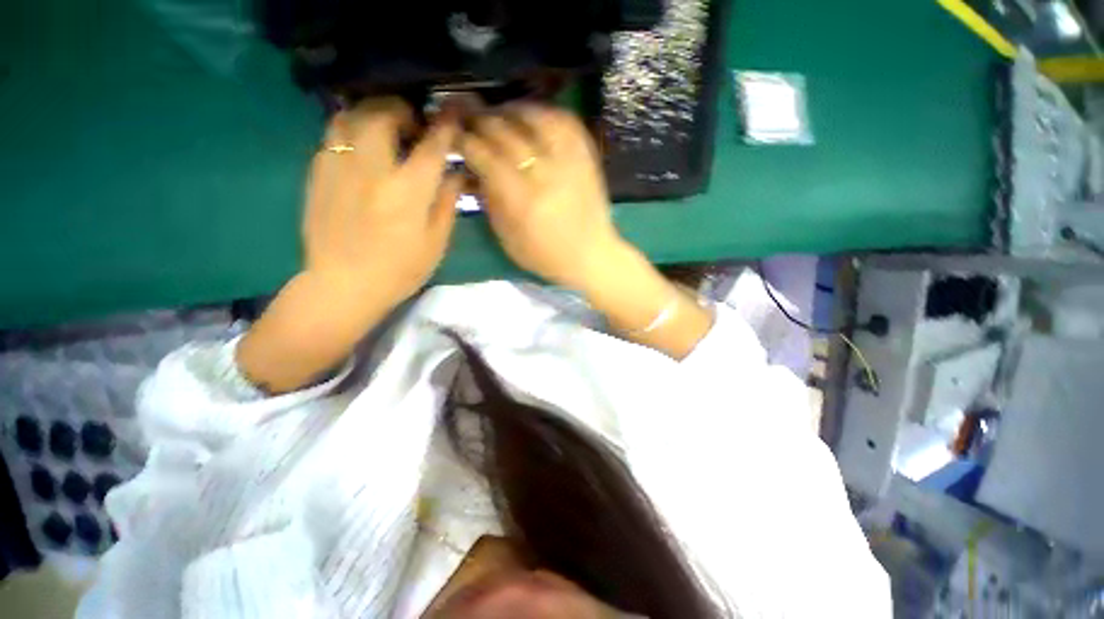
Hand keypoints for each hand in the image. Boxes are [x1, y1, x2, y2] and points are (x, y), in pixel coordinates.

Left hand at [237, 98, 459, 392]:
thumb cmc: (400, 270)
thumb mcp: (436, 242)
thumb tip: (456, 173)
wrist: (343, 286)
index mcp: (407, 192)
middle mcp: (372, 170)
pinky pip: (333, 135)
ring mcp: (338, 167)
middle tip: (413, 124)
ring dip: (372, 114)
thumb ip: (446, 202)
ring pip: (350, 115)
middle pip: (382, 113)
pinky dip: (352, 131)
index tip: (453, 113)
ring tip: (384, 130)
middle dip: (402, 109)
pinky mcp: (317, 173)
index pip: (431, 146)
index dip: (445, 125)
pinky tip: (361, 149)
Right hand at [460, 105, 624, 291]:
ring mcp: (569, 162)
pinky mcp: (586, 158)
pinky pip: (566, 122)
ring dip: (512, 109)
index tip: (456, 135)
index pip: (486, 157)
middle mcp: (545, 174)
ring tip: (500, 112)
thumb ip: (489, 201)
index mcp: (522, 200)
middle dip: (482, 121)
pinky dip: (545, 112)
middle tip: (471, 118)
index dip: (466, 141)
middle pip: (506, 133)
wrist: (591, 256)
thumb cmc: (545, 255)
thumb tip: (474, 170)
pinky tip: (532, 115)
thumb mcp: (508, 238)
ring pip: (536, 118)